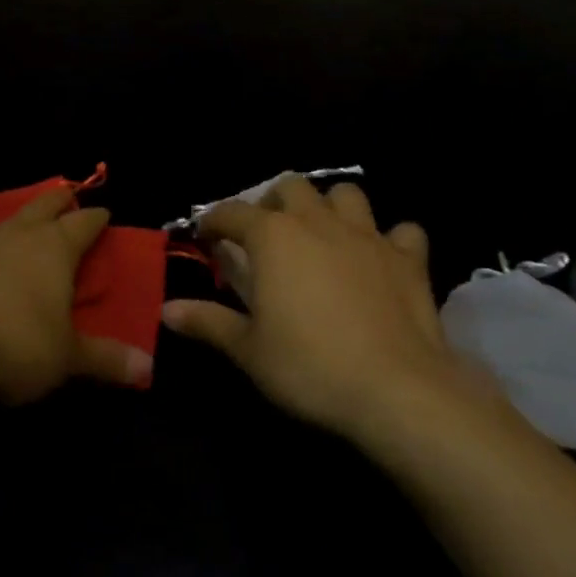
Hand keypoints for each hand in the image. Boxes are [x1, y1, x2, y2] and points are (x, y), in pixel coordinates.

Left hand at [0, 188, 152, 403]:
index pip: (84, 222)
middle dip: (59, 201)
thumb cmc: (14, 341)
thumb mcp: (65, 358)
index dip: (97, 219)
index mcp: (56, 247)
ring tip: (25, 231)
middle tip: (68, 199)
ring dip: (20, 223)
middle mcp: (18, 235)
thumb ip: (105, 360)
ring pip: (7, 221)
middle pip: (44, 205)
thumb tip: (148, 371)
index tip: (105, 215)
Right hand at [163, 178, 501, 439]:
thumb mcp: (248, 350)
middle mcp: (318, 221)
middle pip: (291, 187)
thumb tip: (167, 309)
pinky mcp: (408, 257)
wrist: (395, 389)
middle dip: (274, 203)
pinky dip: (390, 239)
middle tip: (267, 235)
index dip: (214, 221)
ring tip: (323, 235)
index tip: (206, 237)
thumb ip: (208, 322)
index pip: (232, 212)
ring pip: (347, 194)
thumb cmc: (309, 367)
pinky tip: (382, 259)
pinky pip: (402, 231)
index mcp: (273, 237)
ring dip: (330, 207)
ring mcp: (368, 235)